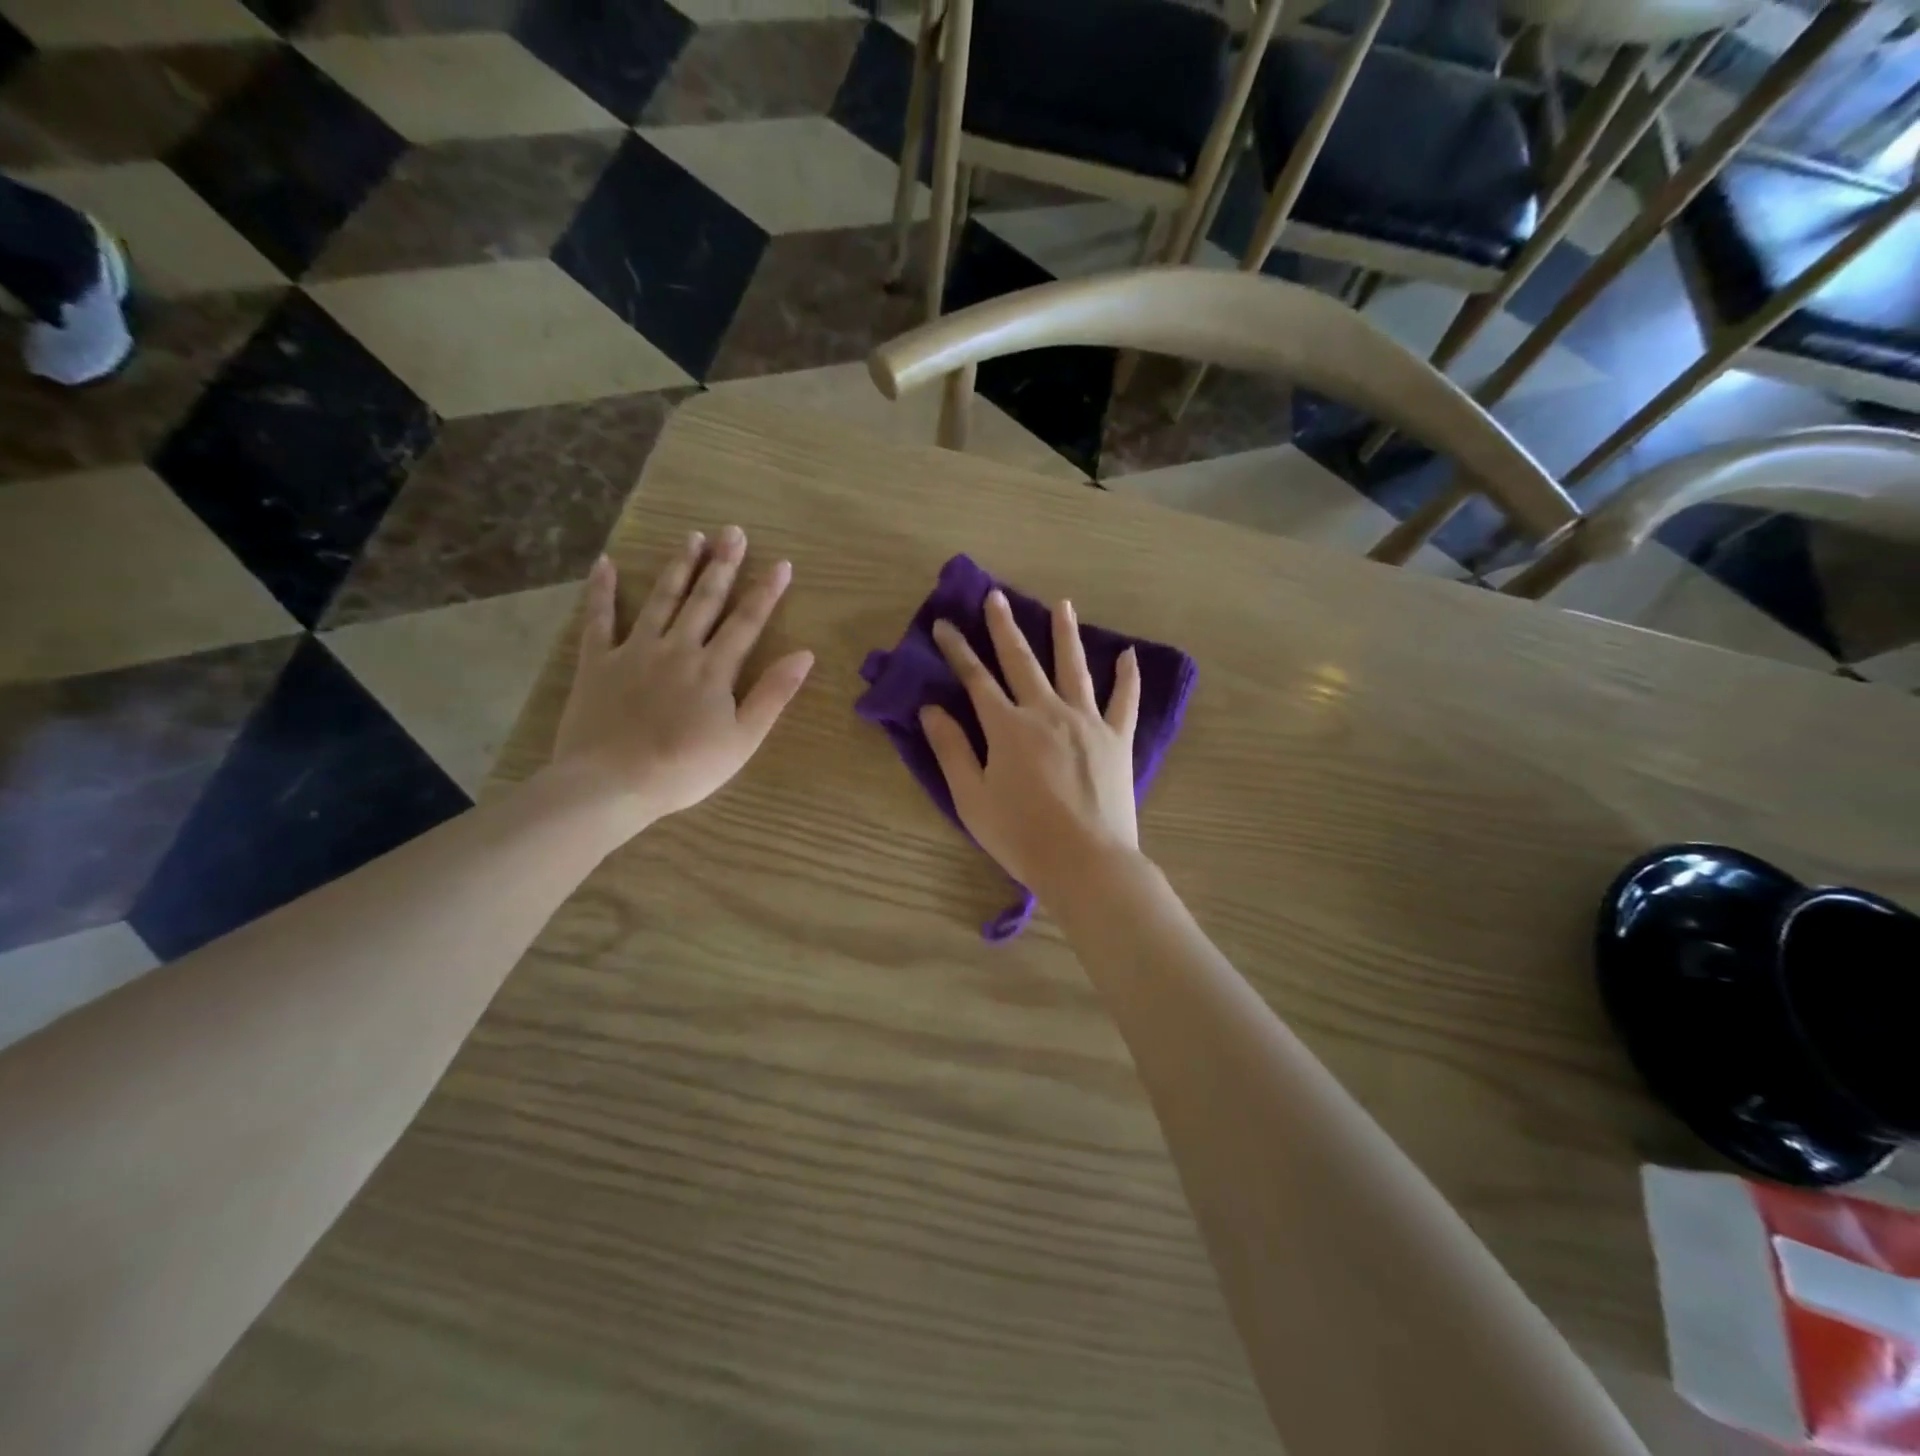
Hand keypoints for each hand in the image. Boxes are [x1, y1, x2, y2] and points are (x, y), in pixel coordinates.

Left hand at [546, 526, 812, 841]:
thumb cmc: (685, 768)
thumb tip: (805, 654)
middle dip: (722, 565)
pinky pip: (598, 619)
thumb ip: (773, 694)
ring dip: (679, 566)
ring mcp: (635, 651)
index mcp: (715, 668)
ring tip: (692, 536)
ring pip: (661, 599)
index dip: (766, 592)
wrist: (612, 784)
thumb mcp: (743, 739)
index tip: (781, 563)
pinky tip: (606, 564)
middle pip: (705, 600)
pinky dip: (602, 591)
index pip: (747, 621)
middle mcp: (678, 648)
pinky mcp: (598, 662)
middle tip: (733, 532)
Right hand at [920, 590, 1141, 903]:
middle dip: (1004, 626)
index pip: (976, 678)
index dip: (958, 650)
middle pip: (1022, 660)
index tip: (944, 624)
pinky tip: (1128, 654)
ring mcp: (1087, 721)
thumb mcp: (972, 798)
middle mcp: (1047, 712)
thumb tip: (931, 708)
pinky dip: (1127, 675)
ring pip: (1074, 667)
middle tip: (996, 596)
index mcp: (1008, 727)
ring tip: (1062, 604)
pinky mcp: (1117, 738)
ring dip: (1065, 633)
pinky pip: (1124, 699)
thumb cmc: (1021, 836)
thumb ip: (952, 749)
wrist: (1086, 862)